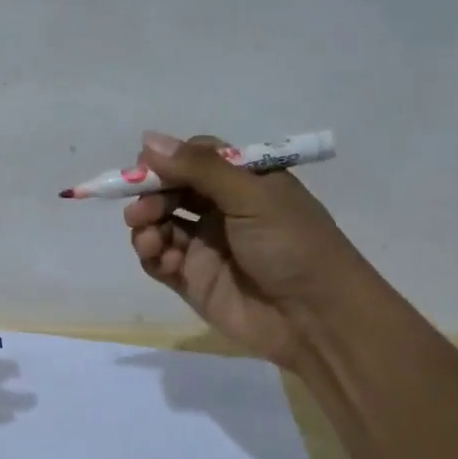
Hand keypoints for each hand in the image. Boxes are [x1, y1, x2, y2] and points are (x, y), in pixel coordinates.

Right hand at [123, 131, 356, 368]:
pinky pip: (160, 259)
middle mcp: (223, 210)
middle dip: (151, 194)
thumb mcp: (251, 196)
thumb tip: (147, 139)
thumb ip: (198, 168)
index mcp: (245, 182)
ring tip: (149, 238)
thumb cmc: (292, 245)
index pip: (196, 158)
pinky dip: (152, 255)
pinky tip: (162, 258)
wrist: (316, 319)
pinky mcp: (193, 280)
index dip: (169, 160)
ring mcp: (206, 246)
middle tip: (140, 209)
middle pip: (172, 190)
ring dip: (146, 225)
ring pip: (160, 224)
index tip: (145, 165)